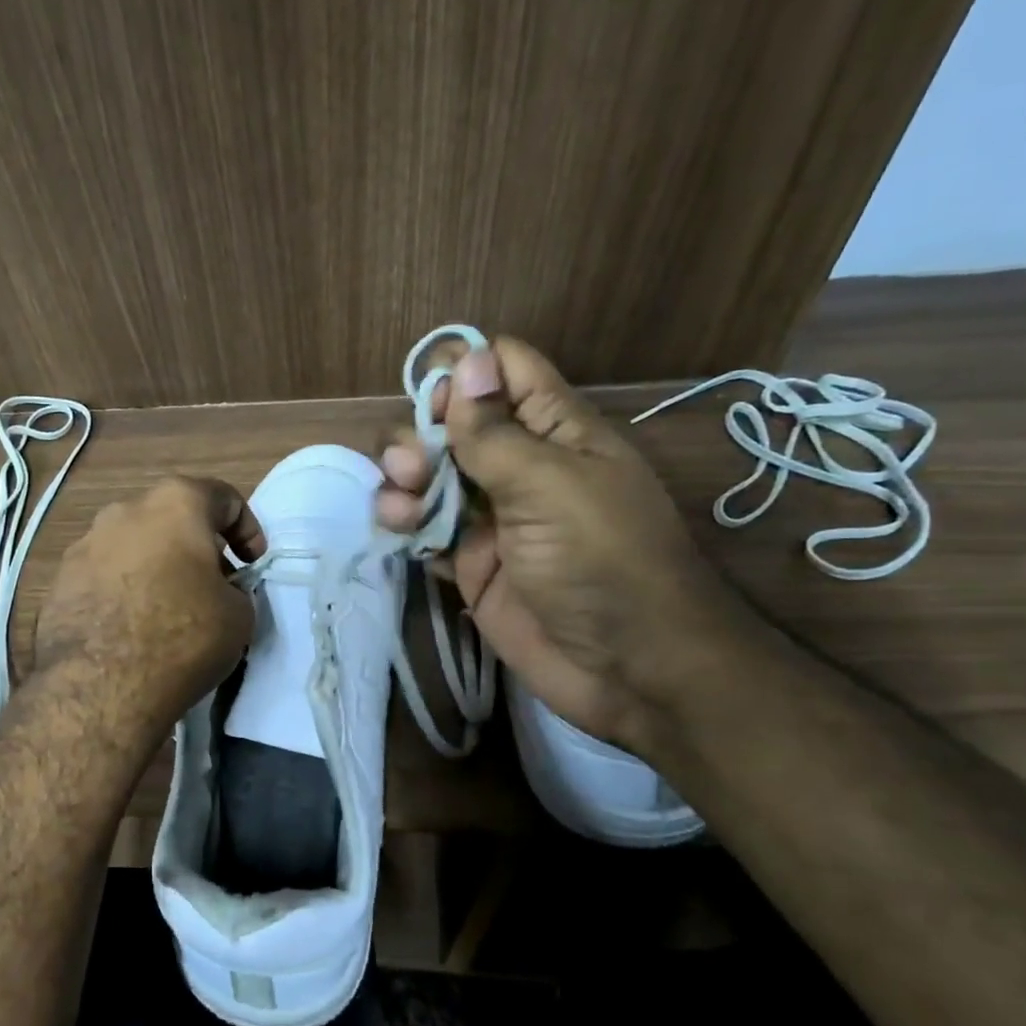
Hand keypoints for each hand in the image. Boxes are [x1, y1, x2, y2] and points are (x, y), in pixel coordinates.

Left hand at [34, 476, 266, 742]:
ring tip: (168, 608)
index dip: (247, 530)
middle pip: (172, 518)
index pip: (223, 498)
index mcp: (175, 503)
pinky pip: (104, 575)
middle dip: (197, 547)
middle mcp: (124, 510)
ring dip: (156, 567)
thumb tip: (218, 591)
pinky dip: (124, 590)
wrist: (99, 685)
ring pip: (133, 545)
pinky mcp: (59, 580)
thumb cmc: (182, 636)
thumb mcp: (240, 615)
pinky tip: (131, 626)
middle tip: (213, 584)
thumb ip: (234, 589)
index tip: (252, 563)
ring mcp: (84, 544)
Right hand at [376, 338, 745, 755]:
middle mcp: (518, 464)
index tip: (432, 396)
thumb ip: (495, 431)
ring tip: (401, 504)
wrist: (628, 668)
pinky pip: (424, 527)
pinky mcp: (469, 561)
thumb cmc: (602, 561)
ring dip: (405, 478)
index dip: (464, 372)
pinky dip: (404, 522)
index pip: (502, 371)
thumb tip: (466, 358)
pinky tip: (398, 528)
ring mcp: (490, 515)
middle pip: (451, 424)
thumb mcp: (549, 485)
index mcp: (553, 430)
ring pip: (429, 475)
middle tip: (412, 466)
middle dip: (421, 434)